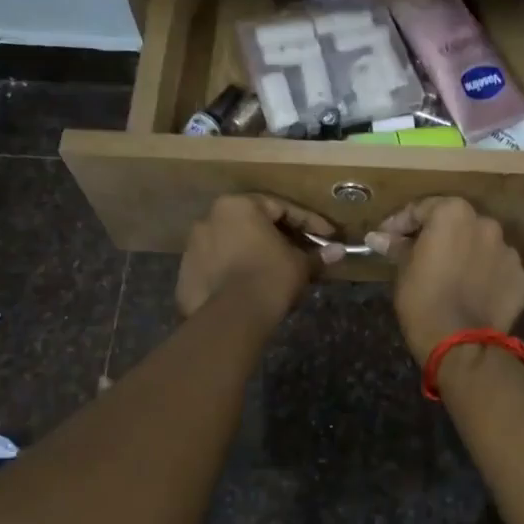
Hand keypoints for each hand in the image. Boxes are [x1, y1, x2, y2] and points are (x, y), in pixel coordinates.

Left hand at [177, 194, 340, 325]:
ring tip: (276, 274)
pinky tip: (251, 289)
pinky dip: (235, 273)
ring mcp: (193, 247)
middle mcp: (210, 218)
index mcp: (239, 206)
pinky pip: (218, 267)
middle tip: (301, 253)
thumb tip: (338, 251)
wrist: (231, 317)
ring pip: (232, 245)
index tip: (327, 236)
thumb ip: (317, 255)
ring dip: (254, 255)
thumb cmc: (270, 277)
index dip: (309, 222)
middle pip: (253, 224)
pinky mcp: (185, 274)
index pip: (281, 208)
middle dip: (279, 238)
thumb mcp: (300, 265)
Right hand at [367, 197, 523, 361]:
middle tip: (419, 256)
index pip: (422, 209)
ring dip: (466, 256)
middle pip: (457, 224)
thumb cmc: (423, 300)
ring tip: (450, 278)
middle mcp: (486, 224)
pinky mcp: (522, 279)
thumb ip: (396, 246)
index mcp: (454, 214)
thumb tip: (377, 237)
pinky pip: (498, 271)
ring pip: (482, 247)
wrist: (461, 344)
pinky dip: (486, 277)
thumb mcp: (403, 270)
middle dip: (438, 237)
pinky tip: (472, 294)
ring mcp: (509, 252)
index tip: (386, 238)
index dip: (400, 223)